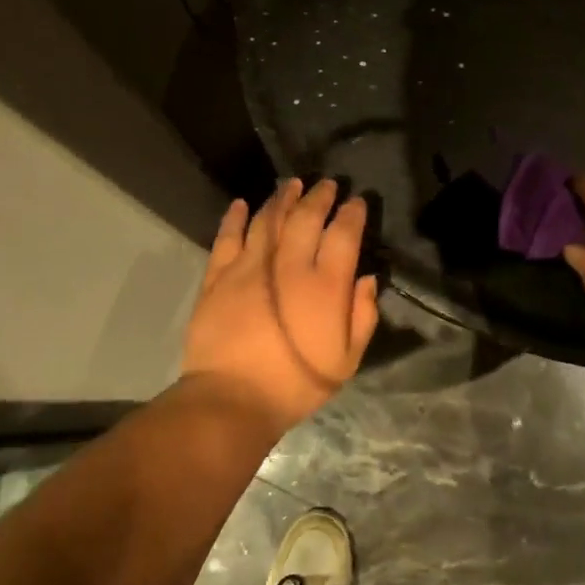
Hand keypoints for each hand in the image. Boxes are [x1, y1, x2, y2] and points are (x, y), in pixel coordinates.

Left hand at [181, 178, 379, 428]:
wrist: (232, 399)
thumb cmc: (296, 384)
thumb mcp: (346, 361)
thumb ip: (362, 316)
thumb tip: (366, 280)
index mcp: (324, 285)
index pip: (343, 234)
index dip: (352, 213)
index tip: (357, 202)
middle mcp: (288, 266)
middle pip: (306, 217)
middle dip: (319, 196)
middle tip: (327, 184)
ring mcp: (249, 267)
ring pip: (268, 220)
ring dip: (282, 198)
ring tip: (291, 184)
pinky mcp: (218, 277)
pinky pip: (227, 238)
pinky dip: (235, 218)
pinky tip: (242, 204)